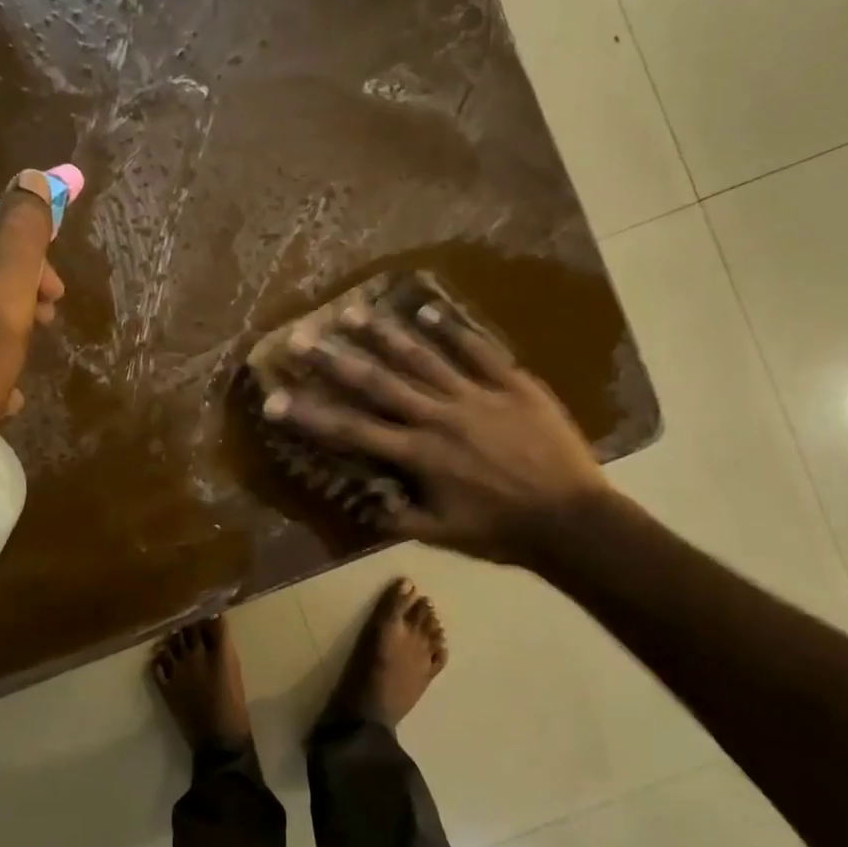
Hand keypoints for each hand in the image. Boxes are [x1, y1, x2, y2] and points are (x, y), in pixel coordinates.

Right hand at [263, 294, 609, 565]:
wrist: (574, 521)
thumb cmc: (502, 532)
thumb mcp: (442, 535)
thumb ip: (397, 515)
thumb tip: (360, 496)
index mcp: (419, 456)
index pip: (352, 431)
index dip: (309, 414)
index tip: (273, 400)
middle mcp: (439, 418)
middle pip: (378, 383)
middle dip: (334, 360)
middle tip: (300, 337)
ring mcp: (477, 396)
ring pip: (422, 358)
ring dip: (383, 334)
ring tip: (351, 311)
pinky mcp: (513, 384)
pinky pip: (479, 351)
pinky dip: (452, 330)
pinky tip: (426, 311)